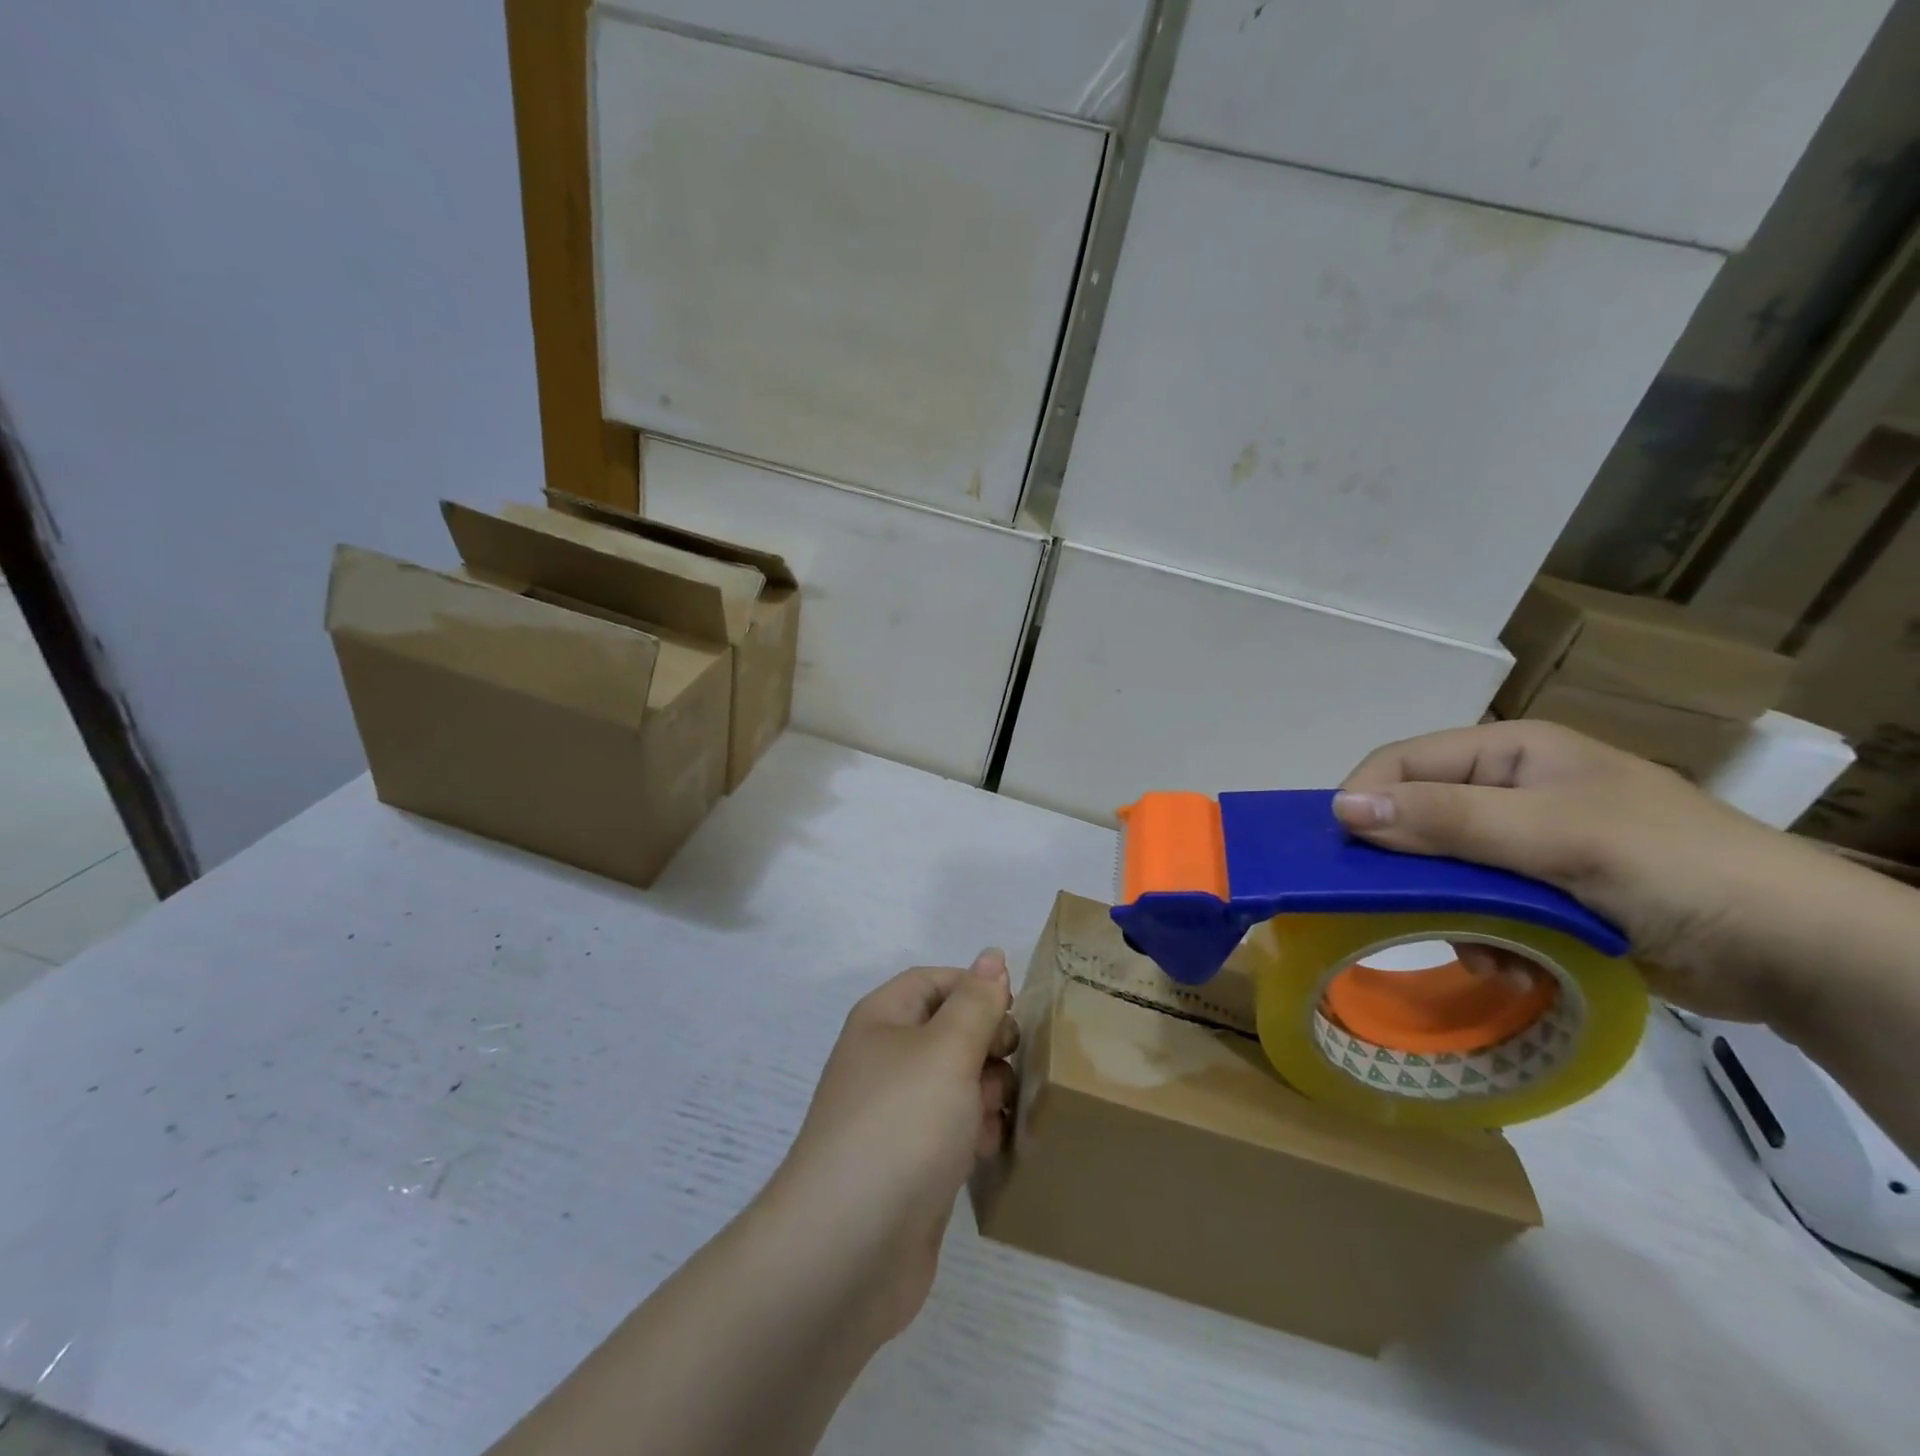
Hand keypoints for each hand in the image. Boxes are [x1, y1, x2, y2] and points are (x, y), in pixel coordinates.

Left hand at [761, 951, 1016, 1344]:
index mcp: (883, 1020)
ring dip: (988, 1091)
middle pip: (949, 1031)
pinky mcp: (910, 1165)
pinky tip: (989, 1150)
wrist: (848, 1249)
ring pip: (956, 1082)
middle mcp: (886, 1060)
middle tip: (1010, 1065)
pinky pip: (952, 1129)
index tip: (1013, 1015)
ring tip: (999, 1113)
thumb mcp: (946, 1049)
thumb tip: (991, 955)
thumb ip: (976, 1002)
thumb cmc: (901, 1125)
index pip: (935, 981)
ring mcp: (896, 1115)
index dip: (976, 989)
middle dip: (987, 1044)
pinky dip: (975, 1133)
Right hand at [1332, 721, 1821, 1020]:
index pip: (1404, 762)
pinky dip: (1483, 936)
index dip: (1366, 800)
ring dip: (1450, 913)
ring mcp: (1527, 843)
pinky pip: (1477, 905)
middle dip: (1413, 871)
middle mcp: (1511, 790)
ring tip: (1482, 951)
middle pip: (1419, 818)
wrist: (1798, 955)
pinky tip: (1511, 963)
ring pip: (1442, 870)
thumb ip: (1446, 819)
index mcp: (1512, 752)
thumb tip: (1341, 808)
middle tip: (1406, 912)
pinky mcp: (1542, 892)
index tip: (1342, 855)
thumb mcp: (1554, 836)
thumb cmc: (1673, 868)